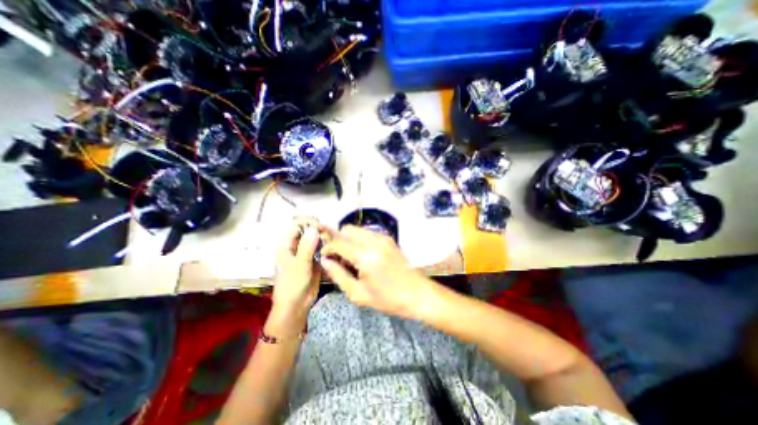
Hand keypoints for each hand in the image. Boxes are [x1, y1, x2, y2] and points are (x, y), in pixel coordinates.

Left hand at [270, 218, 331, 333]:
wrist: (296, 306)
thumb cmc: (292, 285)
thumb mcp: (299, 265)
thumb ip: (307, 247)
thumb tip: (314, 228)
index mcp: (287, 245)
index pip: (296, 225)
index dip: (308, 222)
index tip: (321, 227)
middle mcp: (296, 246)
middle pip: (308, 230)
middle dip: (319, 230)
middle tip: (329, 236)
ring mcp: (306, 252)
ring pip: (316, 239)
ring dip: (325, 238)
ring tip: (333, 242)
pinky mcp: (315, 259)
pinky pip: (322, 248)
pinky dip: (328, 247)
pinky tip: (335, 249)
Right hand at [319, 225, 437, 318]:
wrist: (418, 294)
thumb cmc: (388, 298)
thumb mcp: (359, 294)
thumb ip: (338, 275)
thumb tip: (325, 261)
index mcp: (365, 255)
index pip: (338, 242)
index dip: (327, 248)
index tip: (324, 257)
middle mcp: (374, 241)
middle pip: (347, 229)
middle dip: (338, 241)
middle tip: (339, 258)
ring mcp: (383, 237)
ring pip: (357, 230)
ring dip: (349, 240)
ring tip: (351, 258)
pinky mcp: (389, 239)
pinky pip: (368, 233)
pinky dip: (360, 240)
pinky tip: (364, 256)